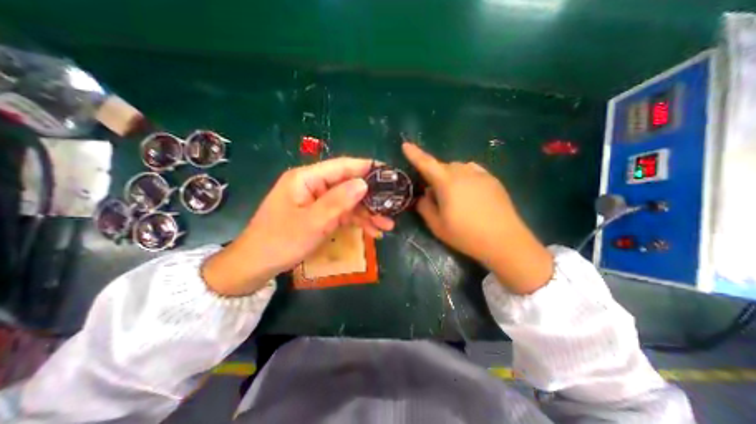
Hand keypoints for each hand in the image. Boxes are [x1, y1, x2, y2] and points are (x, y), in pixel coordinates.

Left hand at [201, 158, 395, 296]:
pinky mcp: (320, 215)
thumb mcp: (312, 222)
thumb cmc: (280, 241)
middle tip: (393, 206)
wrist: (257, 265)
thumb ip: (338, 201)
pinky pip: (342, 214)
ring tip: (387, 225)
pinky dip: (357, 222)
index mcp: (306, 178)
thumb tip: (363, 183)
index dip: (366, 168)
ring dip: (367, 213)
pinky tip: (372, 231)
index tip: (389, 173)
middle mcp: (313, 185)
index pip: (342, 166)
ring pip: (348, 202)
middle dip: (371, 197)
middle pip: (348, 185)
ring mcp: (318, 201)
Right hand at [401, 142, 552, 293]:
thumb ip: (425, 207)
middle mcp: (463, 172)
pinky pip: (472, 171)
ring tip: (454, 194)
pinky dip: (465, 177)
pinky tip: (469, 192)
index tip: (405, 145)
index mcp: (447, 182)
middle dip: (435, 175)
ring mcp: (480, 174)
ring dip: (450, 176)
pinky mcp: (492, 180)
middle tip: (436, 195)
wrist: (504, 241)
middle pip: (443, 166)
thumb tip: (424, 195)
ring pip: (458, 167)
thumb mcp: (437, 225)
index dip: (414, 154)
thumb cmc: (466, 235)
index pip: (426, 163)